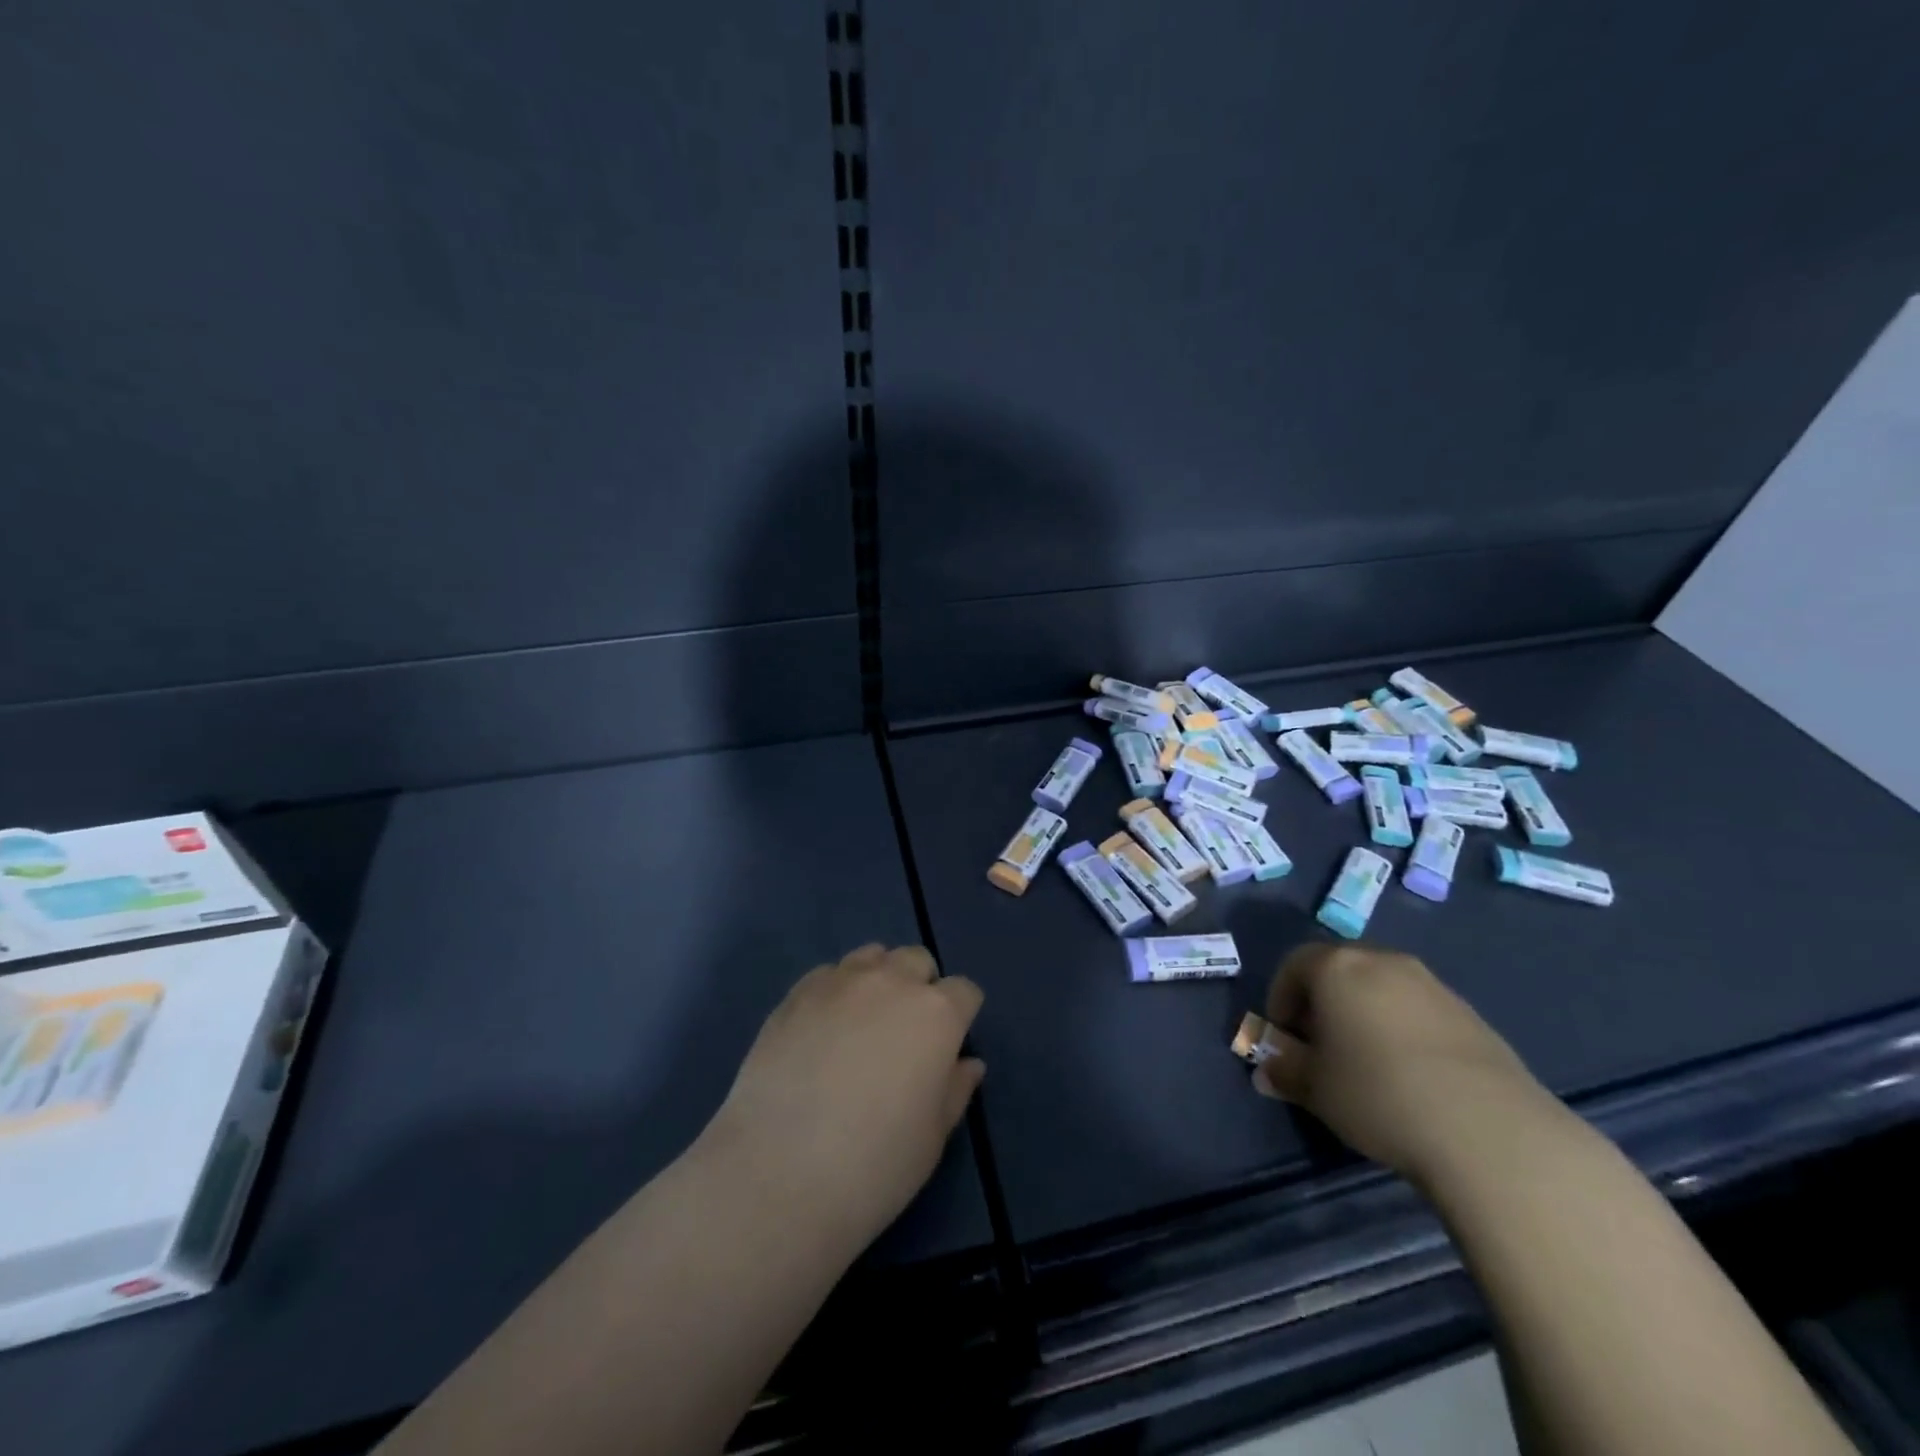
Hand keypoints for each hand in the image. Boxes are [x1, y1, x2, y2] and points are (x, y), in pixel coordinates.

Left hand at [706, 944, 984, 1250]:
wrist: (779, 1174)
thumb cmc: (875, 1164)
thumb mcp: (933, 1138)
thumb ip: (956, 1090)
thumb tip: (968, 1063)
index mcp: (937, 1014)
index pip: (965, 992)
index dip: (961, 1016)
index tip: (949, 1046)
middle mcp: (892, 982)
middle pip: (917, 960)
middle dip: (920, 987)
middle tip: (906, 1034)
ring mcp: (840, 983)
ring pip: (871, 956)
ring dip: (878, 979)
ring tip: (863, 1023)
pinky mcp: (796, 994)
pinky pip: (828, 973)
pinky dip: (835, 991)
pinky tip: (822, 1030)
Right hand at [1254, 943, 1561, 1184]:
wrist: (1490, 1131)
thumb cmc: (1378, 1094)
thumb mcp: (1315, 1089)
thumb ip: (1285, 1072)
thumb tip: (1267, 1071)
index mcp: (1338, 967)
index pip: (1294, 964)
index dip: (1281, 998)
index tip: (1284, 1036)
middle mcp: (1384, 962)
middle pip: (1340, 970)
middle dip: (1323, 1003)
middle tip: (1321, 1048)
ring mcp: (1433, 986)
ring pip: (1382, 990)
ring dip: (1365, 1016)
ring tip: (1368, 1065)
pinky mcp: (1472, 1016)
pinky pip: (1419, 1012)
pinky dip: (1404, 1032)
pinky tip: (1412, 1078)